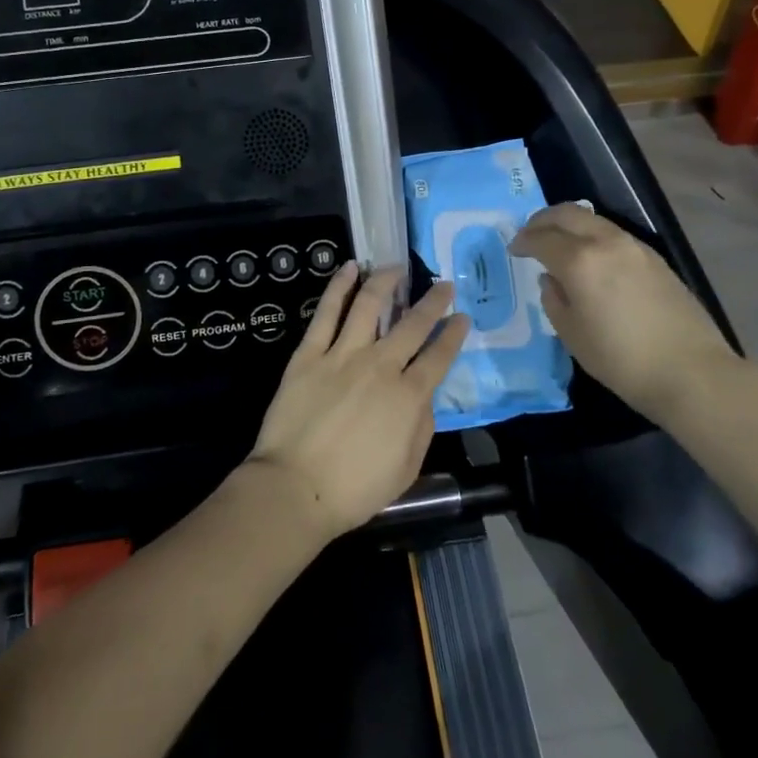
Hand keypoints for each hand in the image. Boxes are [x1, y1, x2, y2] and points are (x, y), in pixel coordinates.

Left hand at [246, 264, 468, 541]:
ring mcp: (343, 355)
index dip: (453, 335)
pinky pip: (327, 312)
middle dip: (432, 301)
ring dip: (386, 282)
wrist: (295, 487)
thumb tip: (425, 396)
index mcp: (407, 396)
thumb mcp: (406, 468)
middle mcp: (380, 366)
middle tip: (443, 285)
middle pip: (412, 324)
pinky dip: (340, 286)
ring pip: (370, 305)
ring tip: (396, 268)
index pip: (438, 356)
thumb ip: (422, 426)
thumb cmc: (354, 489)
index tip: (462, 317)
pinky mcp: (310, 353)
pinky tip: (350, 268)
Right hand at [510, 204, 733, 418]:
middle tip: (530, 234)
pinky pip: (613, 234)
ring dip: (570, 224)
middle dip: (543, 220)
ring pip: (593, 220)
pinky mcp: (654, 258)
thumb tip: (552, 280)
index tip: (513, 249)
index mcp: (579, 261)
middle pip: (568, 214)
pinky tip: (591, 258)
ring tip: (559, 243)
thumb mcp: (573, 336)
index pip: (542, 238)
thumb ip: (555, 300)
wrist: (692, 372)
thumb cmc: (622, 360)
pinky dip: (593, 236)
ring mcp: (634, 247)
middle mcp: (606, 243)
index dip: (523, 241)